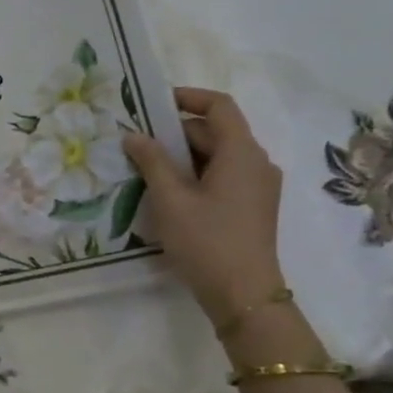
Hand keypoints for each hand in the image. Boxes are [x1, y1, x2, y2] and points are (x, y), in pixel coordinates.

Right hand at [123, 87, 286, 326]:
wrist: (244, 295)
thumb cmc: (206, 241)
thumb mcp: (170, 199)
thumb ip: (152, 161)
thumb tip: (134, 135)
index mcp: (242, 152)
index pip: (219, 106)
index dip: (187, 97)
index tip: (153, 103)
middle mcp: (257, 162)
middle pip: (216, 131)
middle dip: (177, 132)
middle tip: (138, 143)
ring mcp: (259, 186)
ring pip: (218, 156)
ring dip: (184, 156)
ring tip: (147, 169)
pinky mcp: (253, 206)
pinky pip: (224, 176)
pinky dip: (196, 174)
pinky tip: (169, 193)